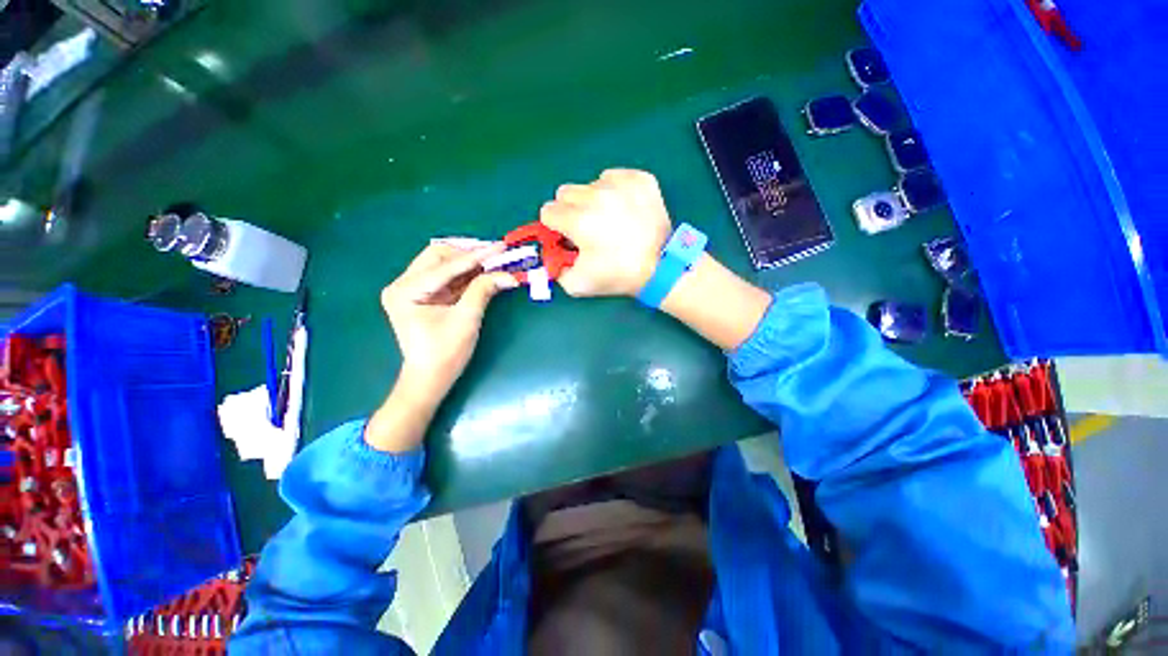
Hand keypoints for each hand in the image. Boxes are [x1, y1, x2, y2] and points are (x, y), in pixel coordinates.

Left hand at [380, 242, 517, 404]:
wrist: (431, 378)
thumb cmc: (445, 353)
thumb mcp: (466, 319)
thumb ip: (483, 290)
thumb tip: (508, 274)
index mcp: (406, 290)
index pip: (446, 266)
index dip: (477, 256)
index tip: (500, 247)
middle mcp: (403, 284)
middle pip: (439, 256)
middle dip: (469, 253)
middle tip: (496, 254)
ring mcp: (412, 289)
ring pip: (443, 264)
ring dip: (469, 262)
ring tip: (494, 261)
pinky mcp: (424, 296)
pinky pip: (447, 278)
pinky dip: (466, 274)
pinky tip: (484, 272)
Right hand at [539, 168, 672, 296]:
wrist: (660, 267)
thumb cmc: (618, 275)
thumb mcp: (578, 284)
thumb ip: (556, 269)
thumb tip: (552, 254)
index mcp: (579, 220)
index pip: (548, 211)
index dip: (555, 226)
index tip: (568, 236)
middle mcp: (596, 196)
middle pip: (565, 193)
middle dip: (570, 210)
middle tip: (587, 227)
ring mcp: (620, 184)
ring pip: (590, 184)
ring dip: (593, 200)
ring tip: (610, 220)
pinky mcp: (640, 179)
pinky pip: (615, 177)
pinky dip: (614, 191)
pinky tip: (625, 209)